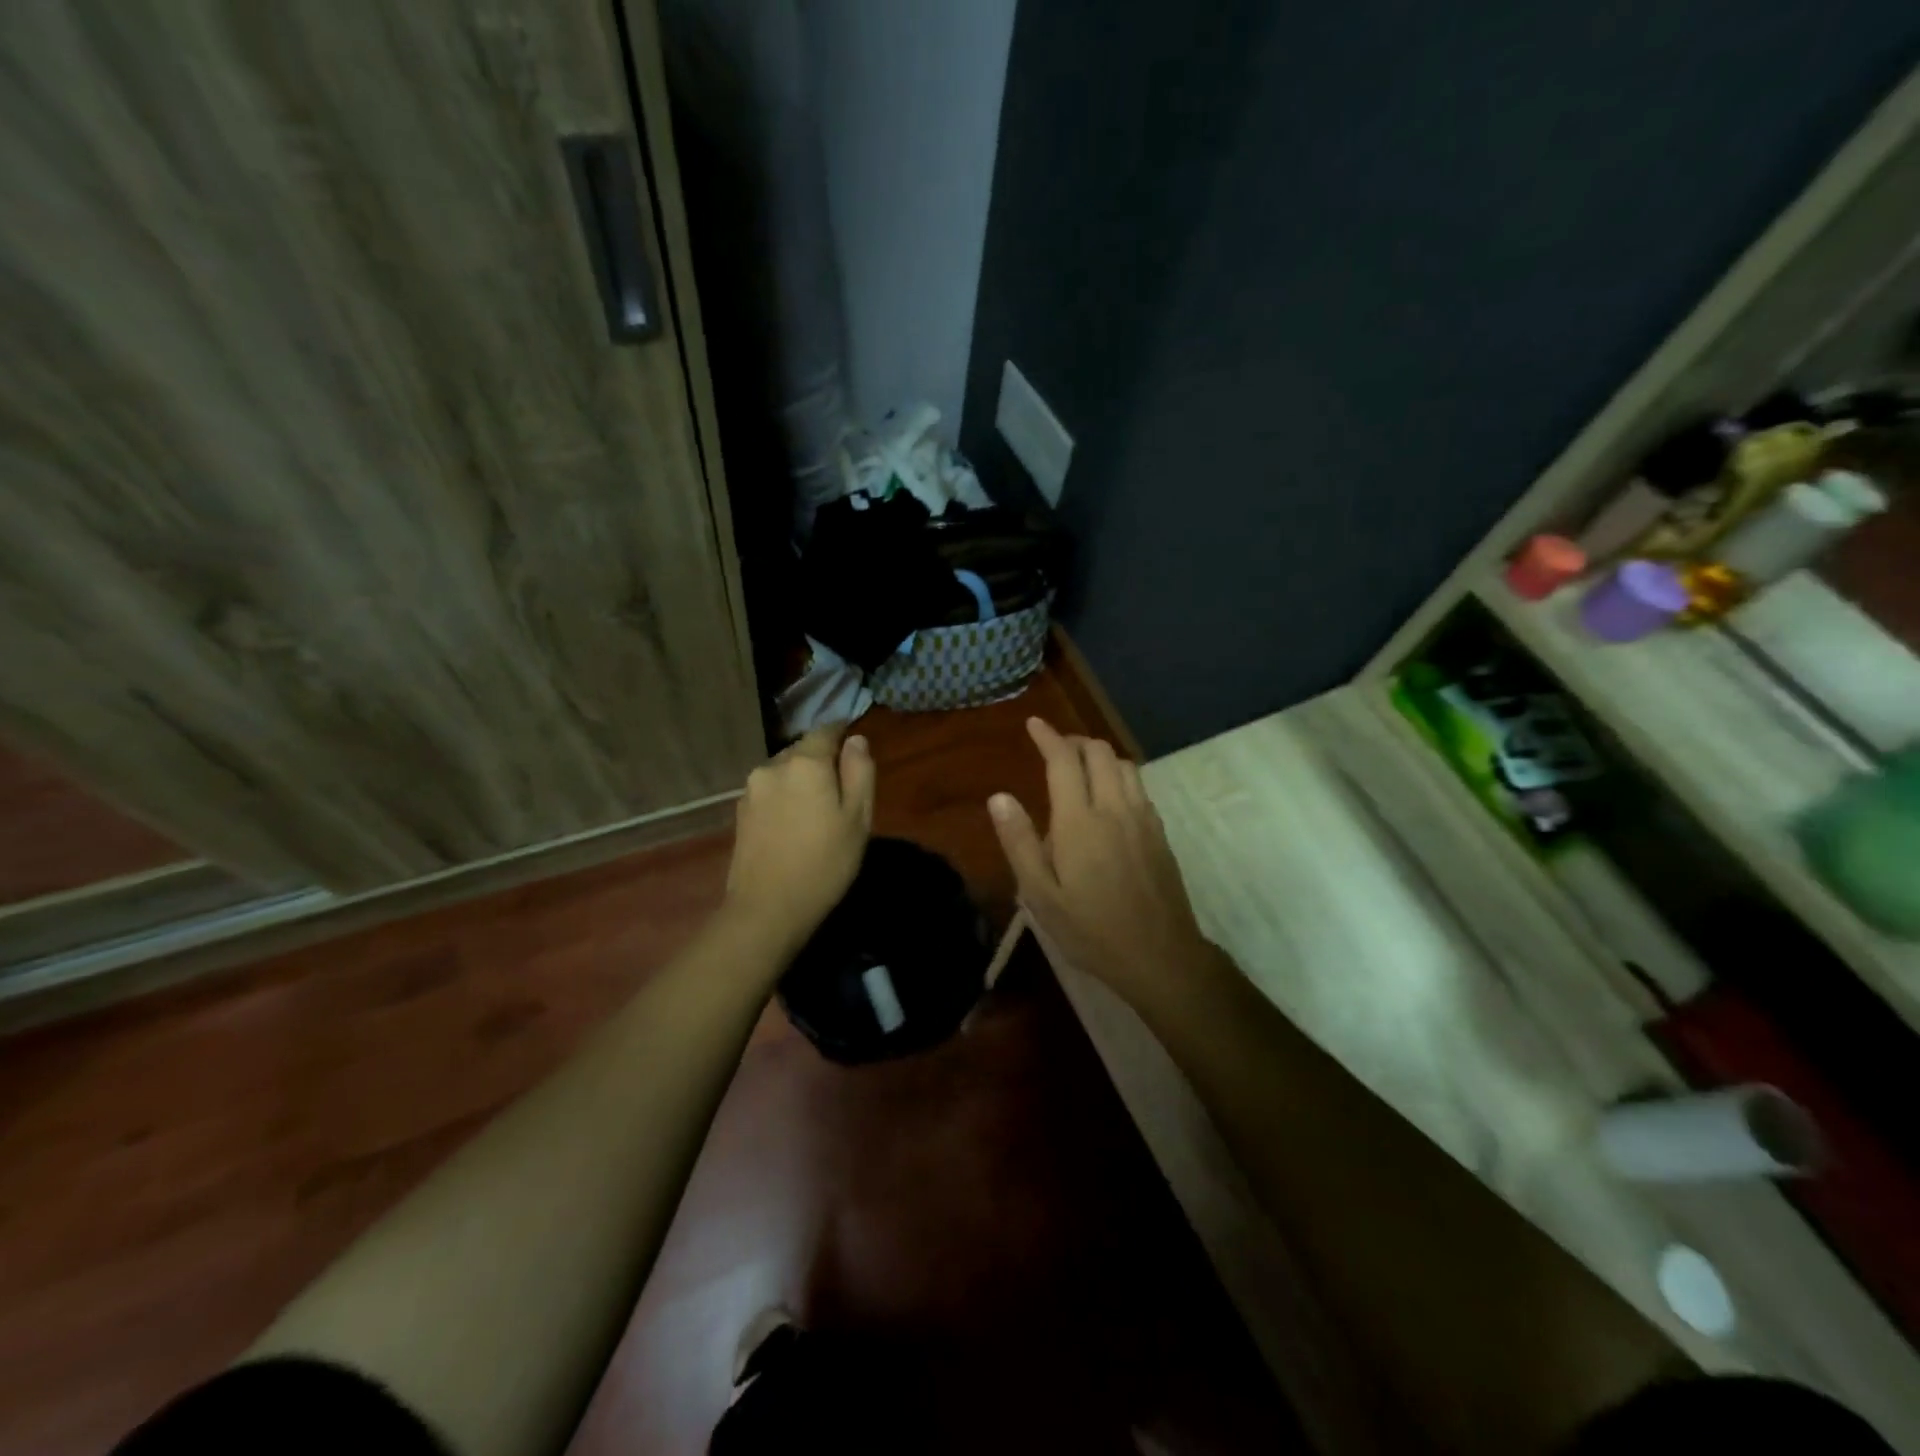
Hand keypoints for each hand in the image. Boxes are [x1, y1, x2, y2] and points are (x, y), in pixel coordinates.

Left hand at [724, 723, 874, 952]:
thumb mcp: (858, 818)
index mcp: (805, 762)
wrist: (767, 909)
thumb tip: (856, 740)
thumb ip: (860, 771)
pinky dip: (784, 798)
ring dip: (800, 780)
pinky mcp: (740, 812)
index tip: (855, 750)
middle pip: (802, 750)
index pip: (826, 730)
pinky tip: (794, 824)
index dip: (842, 735)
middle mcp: (773, 766)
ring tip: (816, 809)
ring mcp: (751, 789)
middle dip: (821, 761)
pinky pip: (770, 791)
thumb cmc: (825, 862)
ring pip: (784, 771)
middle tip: (841, 789)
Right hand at [988, 718, 1219, 1006]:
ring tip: (1081, 768)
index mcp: (1080, 821)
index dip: (1048, 737)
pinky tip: (1110, 798)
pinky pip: (1139, 786)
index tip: (1034, 724)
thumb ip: (1020, 842)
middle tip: (1055, 748)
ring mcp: (1143, 819)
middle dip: (1075, 741)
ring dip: (1100, 756)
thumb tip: (999, 797)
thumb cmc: (1091, 930)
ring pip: (1124, 765)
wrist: (1160, 956)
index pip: (1064, 761)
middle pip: (1099, 752)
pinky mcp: (1160, 833)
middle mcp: (1115, 808)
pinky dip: (1120, 775)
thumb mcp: (1041, 896)